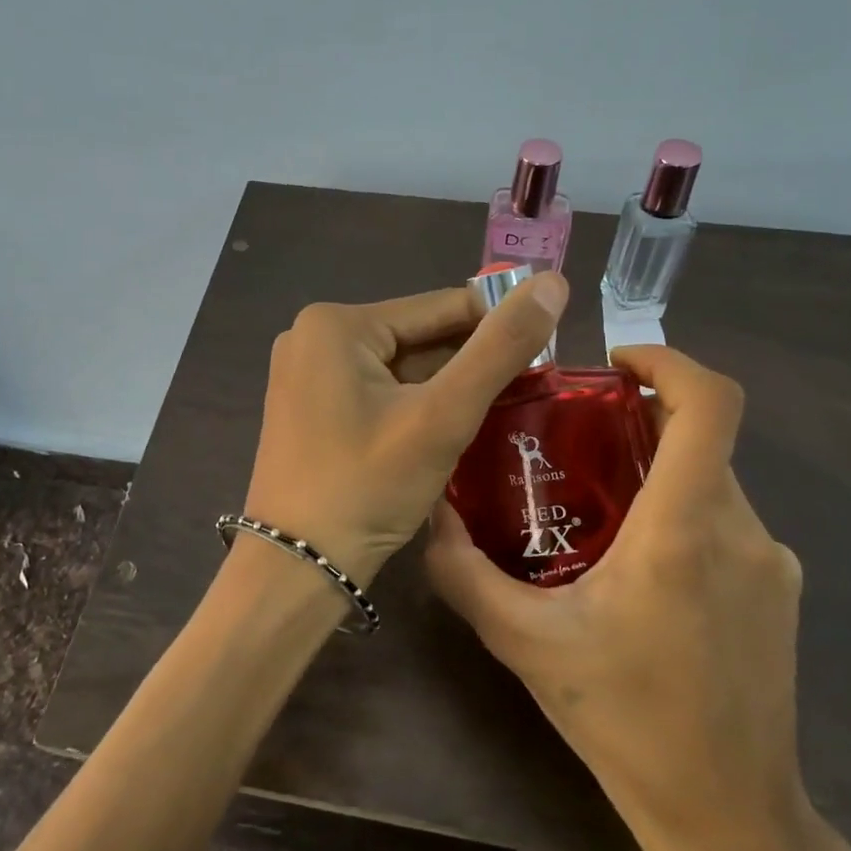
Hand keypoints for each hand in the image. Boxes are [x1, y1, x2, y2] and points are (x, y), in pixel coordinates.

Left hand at [241, 275, 567, 585]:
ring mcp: (305, 372)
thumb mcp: (442, 416)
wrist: (297, 567)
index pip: (441, 307)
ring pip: (399, 366)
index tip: (547, 354)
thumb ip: (500, 348)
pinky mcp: (308, 405)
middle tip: (529, 391)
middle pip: (418, 337)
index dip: (498, 327)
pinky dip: (413, 404)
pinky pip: (375, 390)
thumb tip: (553, 282)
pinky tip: (448, 428)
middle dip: (469, 363)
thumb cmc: (367, 487)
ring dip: (444, 387)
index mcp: (336, 323)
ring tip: (500, 411)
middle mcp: (312, 336)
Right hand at [424, 342, 807, 850]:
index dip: (668, 360)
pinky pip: (726, 520)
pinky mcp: (778, 590)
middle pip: (700, 437)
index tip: (614, 363)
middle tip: (574, 437)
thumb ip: (465, 571)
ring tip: (594, 505)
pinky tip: (636, 565)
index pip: (709, 404)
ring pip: (711, 479)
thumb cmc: (624, 721)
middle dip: (639, 419)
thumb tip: (428, 512)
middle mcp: (740, 530)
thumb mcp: (523, 642)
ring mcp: (769, 561)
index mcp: (683, 530)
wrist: (729, 816)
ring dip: (657, 470)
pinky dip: (680, 510)